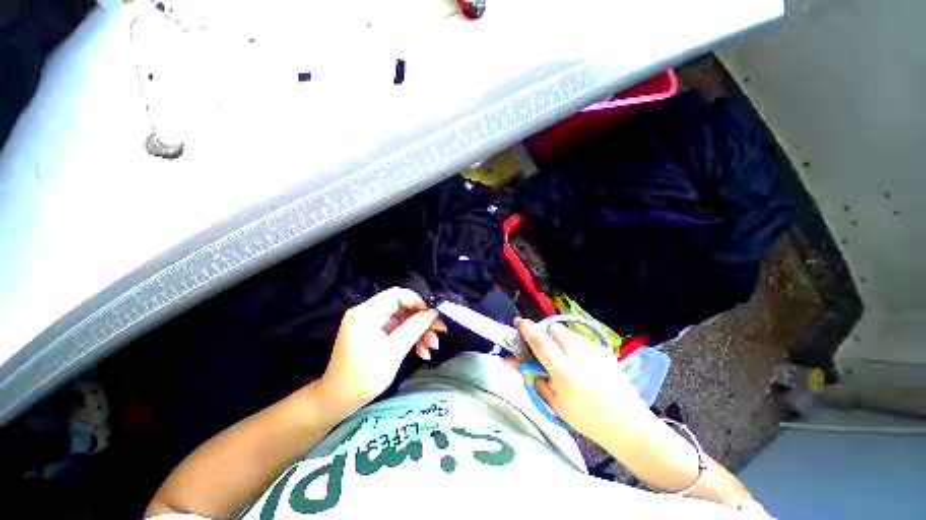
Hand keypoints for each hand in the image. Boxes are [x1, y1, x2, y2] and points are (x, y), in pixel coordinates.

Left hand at [320, 287, 444, 410]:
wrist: (340, 401)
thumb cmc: (363, 377)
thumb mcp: (393, 351)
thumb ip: (415, 328)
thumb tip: (434, 312)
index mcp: (366, 313)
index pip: (396, 295)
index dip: (417, 301)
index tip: (432, 314)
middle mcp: (369, 314)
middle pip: (403, 307)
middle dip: (422, 320)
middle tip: (439, 332)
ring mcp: (373, 324)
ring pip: (404, 319)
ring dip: (420, 331)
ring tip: (432, 347)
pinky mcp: (377, 334)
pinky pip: (399, 330)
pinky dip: (411, 338)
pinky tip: (423, 352)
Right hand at [516, 318, 650, 443]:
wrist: (628, 424)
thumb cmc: (586, 418)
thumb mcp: (554, 403)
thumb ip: (534, 379)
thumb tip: (517, 362)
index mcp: (564, 371)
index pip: (540, 341)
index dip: (526, 328)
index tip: (518, 322)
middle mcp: (579, 353)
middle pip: (553, 328)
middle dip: (544, 333)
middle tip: (543, 348)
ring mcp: (593, 349)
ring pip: (567, 332)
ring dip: (558, 339)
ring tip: (562, 358)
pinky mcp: (603, 349)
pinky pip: (579, 339)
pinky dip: (572, 345)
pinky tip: (579, 363)